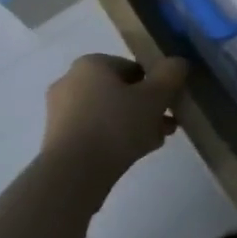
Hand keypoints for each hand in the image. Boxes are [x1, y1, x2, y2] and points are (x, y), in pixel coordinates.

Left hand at [41, 53, 189, 184]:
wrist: (73, 174)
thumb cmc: (115, 125)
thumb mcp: (154, 97)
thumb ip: (170, 75)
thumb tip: (178, 63)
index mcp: (91, 64)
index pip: (133, 67)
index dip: (156, 84)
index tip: (170, 103)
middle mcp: (70, 81)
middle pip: (120, 91)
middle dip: (146, 107)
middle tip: (167, 125)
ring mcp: (60, 112)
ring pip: (108, 113)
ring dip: (134, 124)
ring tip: (156, 141)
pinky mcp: (58, 139)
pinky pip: (94, 132)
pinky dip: (114, 138)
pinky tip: (134, 154)